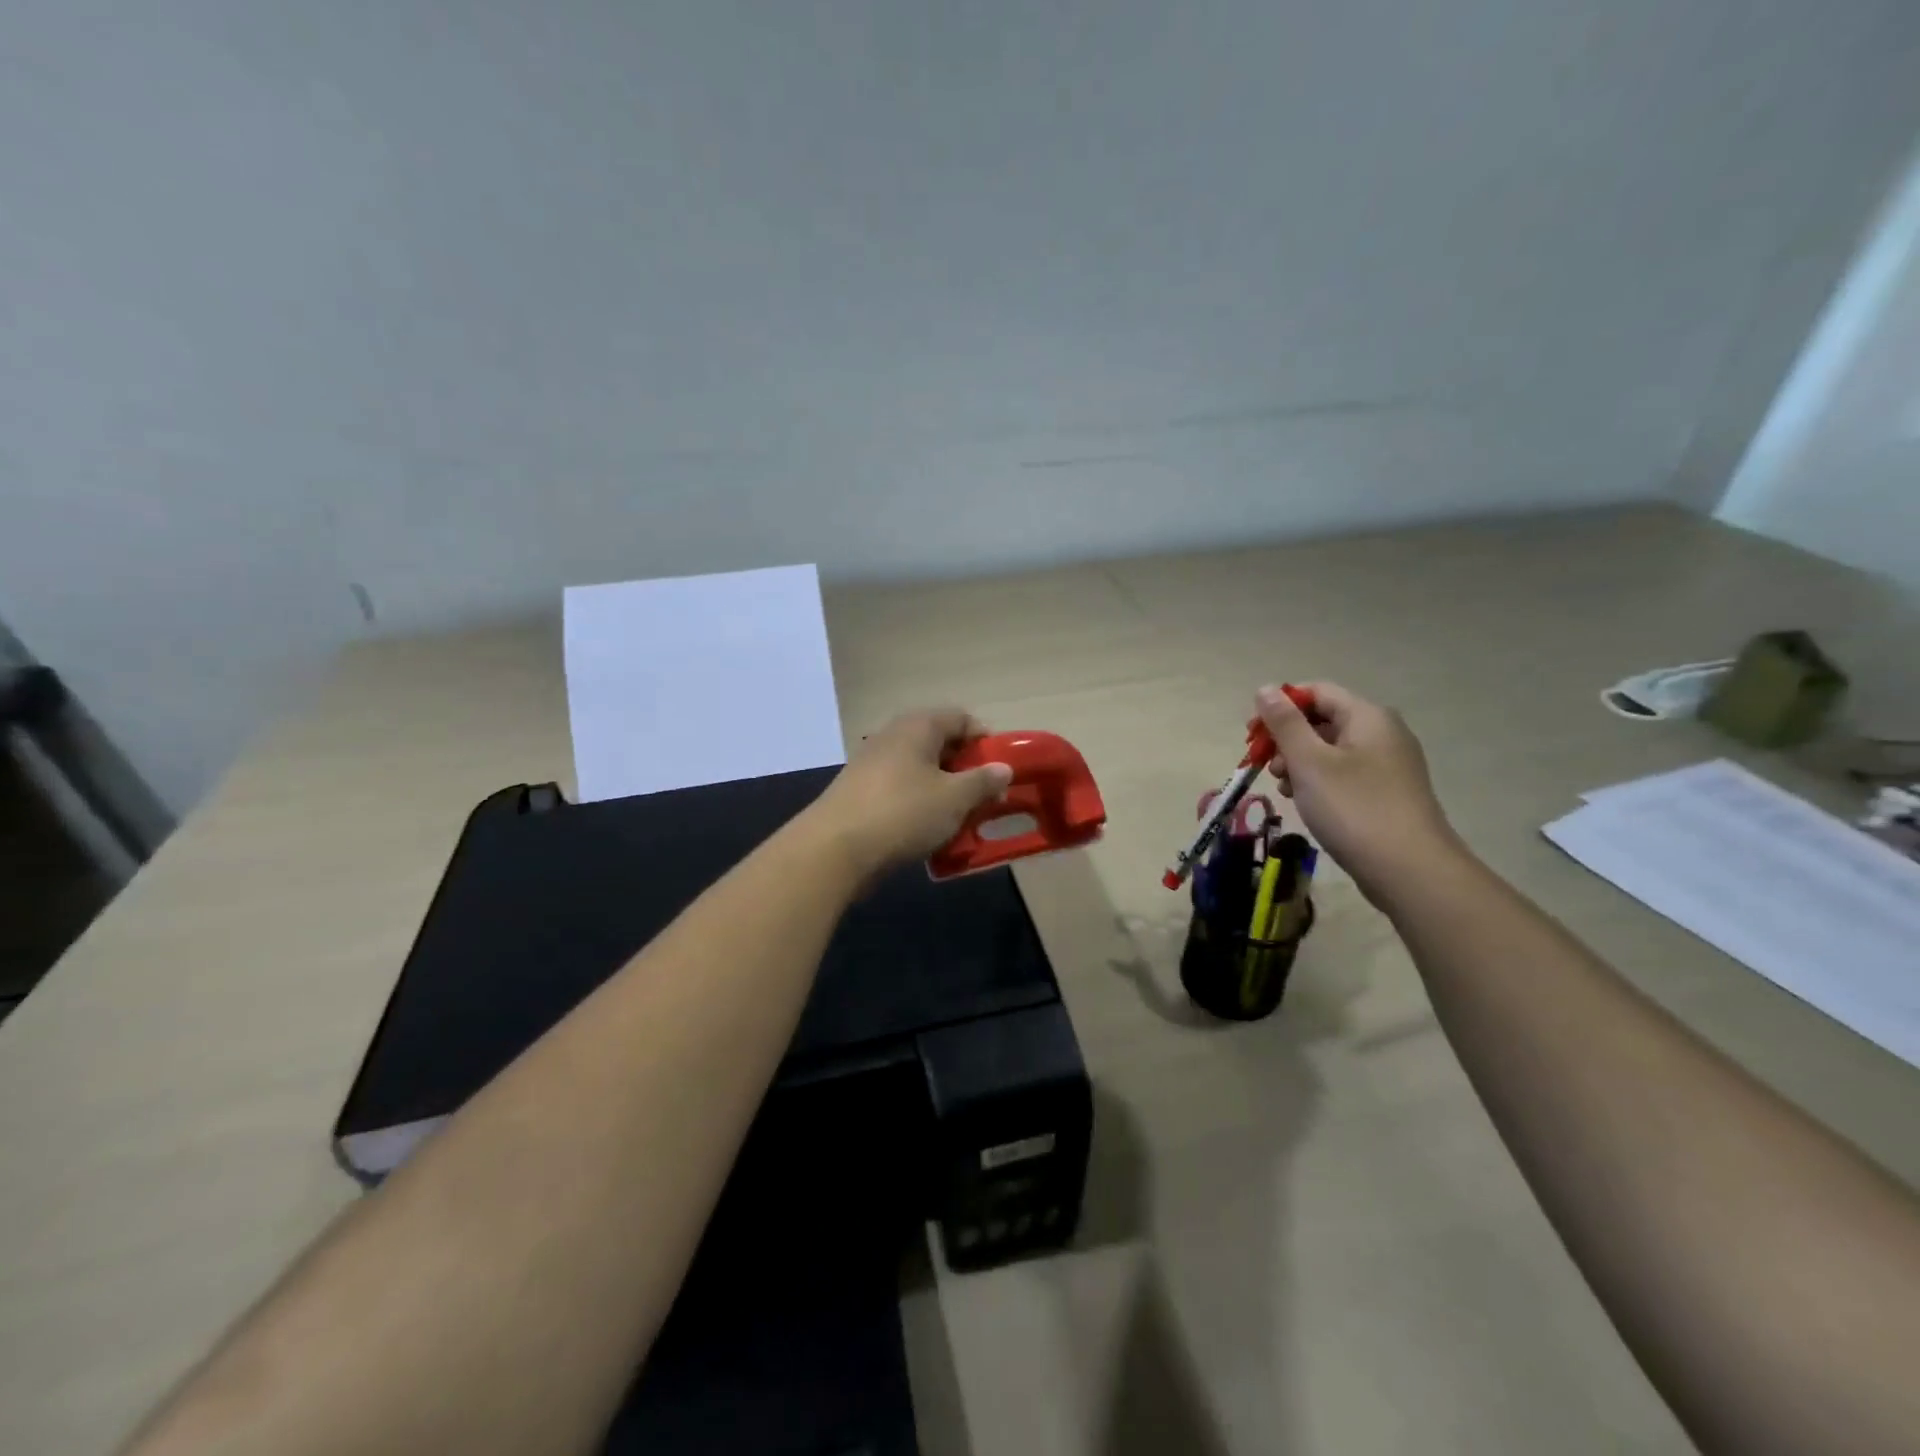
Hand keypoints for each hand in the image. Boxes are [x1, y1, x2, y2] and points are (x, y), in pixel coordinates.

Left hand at [802, 708, 1014, 880]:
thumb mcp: (954, 798)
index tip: (1000, 771)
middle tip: (984, 799)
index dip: (985, 741)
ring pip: (920, 771)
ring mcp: (872, 763)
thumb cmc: (903, 813)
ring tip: (959, 819)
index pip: (961, 718)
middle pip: (940, 744)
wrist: (835, 849)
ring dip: (943, 791)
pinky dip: (919, 805)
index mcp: (918, 726)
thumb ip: (983, 781)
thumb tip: (1003, 768)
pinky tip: (928, 832)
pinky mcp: (860, 792)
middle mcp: (893, 736)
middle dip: (966, 770)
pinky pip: (901, 791)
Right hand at [1255, 681, 1461, 906]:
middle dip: (1287, 739)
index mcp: (1367, 716)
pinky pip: (1344, 773)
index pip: (1317, 692)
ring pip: (1331, 749)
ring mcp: (1388, 764)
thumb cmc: (1353, 808)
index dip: (1281, 706)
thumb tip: (1265, 689)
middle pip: (1323, 720)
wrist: (1409, 870)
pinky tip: (1306, 802)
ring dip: (1299, 763)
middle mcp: (1382, 733)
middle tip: (1266, 767)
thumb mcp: (1309, 761)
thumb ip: (1284, 723)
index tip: (1253, 735)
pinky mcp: (1386, 792)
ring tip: (1285, 788)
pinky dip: (1319, 781)